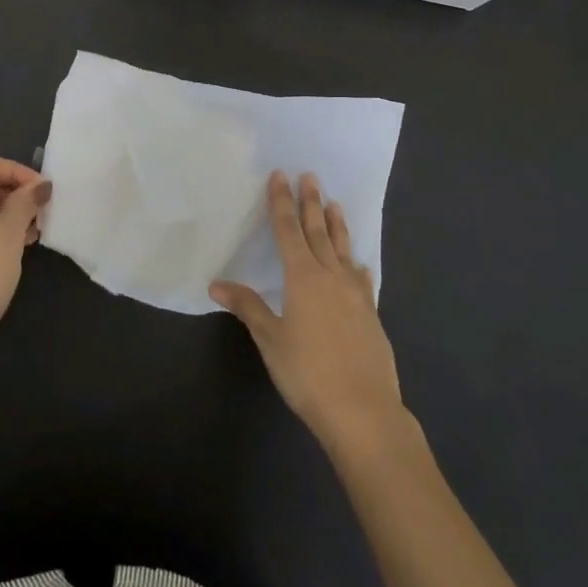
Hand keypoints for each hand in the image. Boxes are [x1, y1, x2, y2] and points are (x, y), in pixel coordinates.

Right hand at [211, 171, 405, 454]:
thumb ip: (248, 307)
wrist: (363, 410)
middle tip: (310, 176)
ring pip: (343, 249)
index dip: (282, 203)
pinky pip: (361, 278)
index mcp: (303, 277)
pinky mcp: (370, 314)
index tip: (281, 176)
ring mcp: (355, 294)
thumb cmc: (307, 373)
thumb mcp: (271, 339)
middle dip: (311, 203)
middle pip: (318, 232)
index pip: (288, 231)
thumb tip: (216, 284)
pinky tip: (359, 263)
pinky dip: (357, 264)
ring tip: (334, 204)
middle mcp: (331, 277)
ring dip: (337, 225)